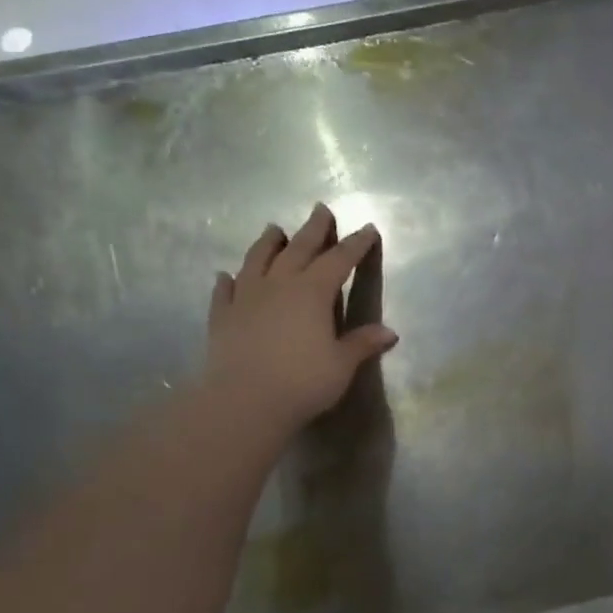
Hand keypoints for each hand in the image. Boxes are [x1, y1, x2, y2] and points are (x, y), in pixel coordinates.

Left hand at [200, 205, 398, 449]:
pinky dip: (229, 280)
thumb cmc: (303, 382)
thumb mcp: (342, 364)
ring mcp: (246, 298)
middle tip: (321, 209)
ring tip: (273, 228)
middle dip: (313, 229)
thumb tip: (389, 333)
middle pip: (298, 249)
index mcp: (313, 292)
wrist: (243, 402)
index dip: (356, 244)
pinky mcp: (222, 317)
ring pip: (258, 260)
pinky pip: (225, 292)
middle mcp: (279, 285)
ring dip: (268, 243)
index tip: (368, 229)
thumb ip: (362, 344)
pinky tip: (227, 275)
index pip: (340, 260)